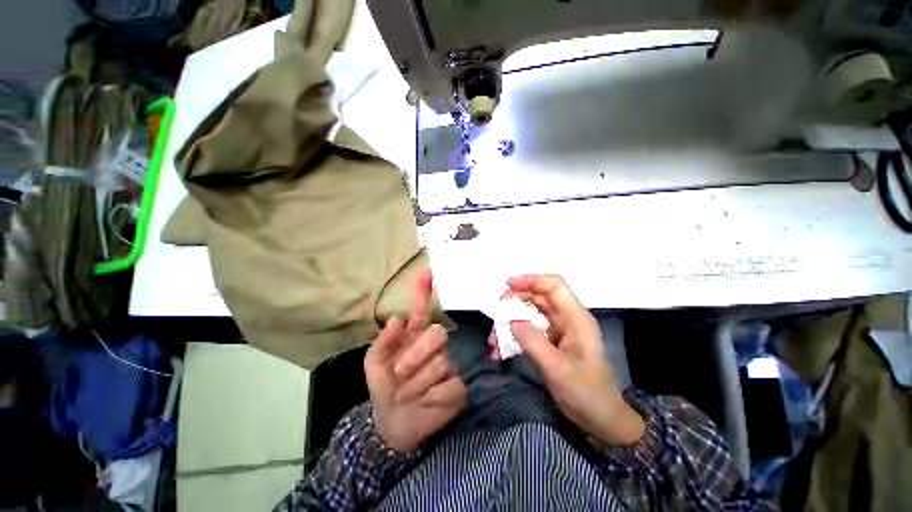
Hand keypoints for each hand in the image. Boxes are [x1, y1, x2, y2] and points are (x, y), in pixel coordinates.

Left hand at [364, 269, 466, 452]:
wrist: (393, 421)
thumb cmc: (384, 386)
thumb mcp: (374, 364)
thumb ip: (383, 341)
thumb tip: (397, 318)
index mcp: (414, 336)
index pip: (422, 310)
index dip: (423, 292)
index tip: (425, 272)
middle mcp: (434, 345)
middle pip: (438, 335)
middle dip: (415, 356)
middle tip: (398, 374)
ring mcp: (449, 364)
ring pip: (442, 364)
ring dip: (418, 383)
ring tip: (406, 394)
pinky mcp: (458, 385)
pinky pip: (451, 385)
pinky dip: (432, 397)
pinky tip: (426, 402)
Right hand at [504, 274, 644, 445]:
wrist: (600, 419)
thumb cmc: (586, 393)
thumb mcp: (558, 368)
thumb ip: (533, 341)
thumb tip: (512, 321)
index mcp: (575, 318)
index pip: (554, 286)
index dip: (532, 280)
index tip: (509, 285)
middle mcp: (566, 319)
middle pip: (539, 297)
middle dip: (515, 301)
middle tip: (497, 311)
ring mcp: (557, 331)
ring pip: (530, 315)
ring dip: (510, 322)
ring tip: (493, 339)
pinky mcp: (550, 343)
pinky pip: (528, 331)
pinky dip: (513, 337)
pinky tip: (500, 350)